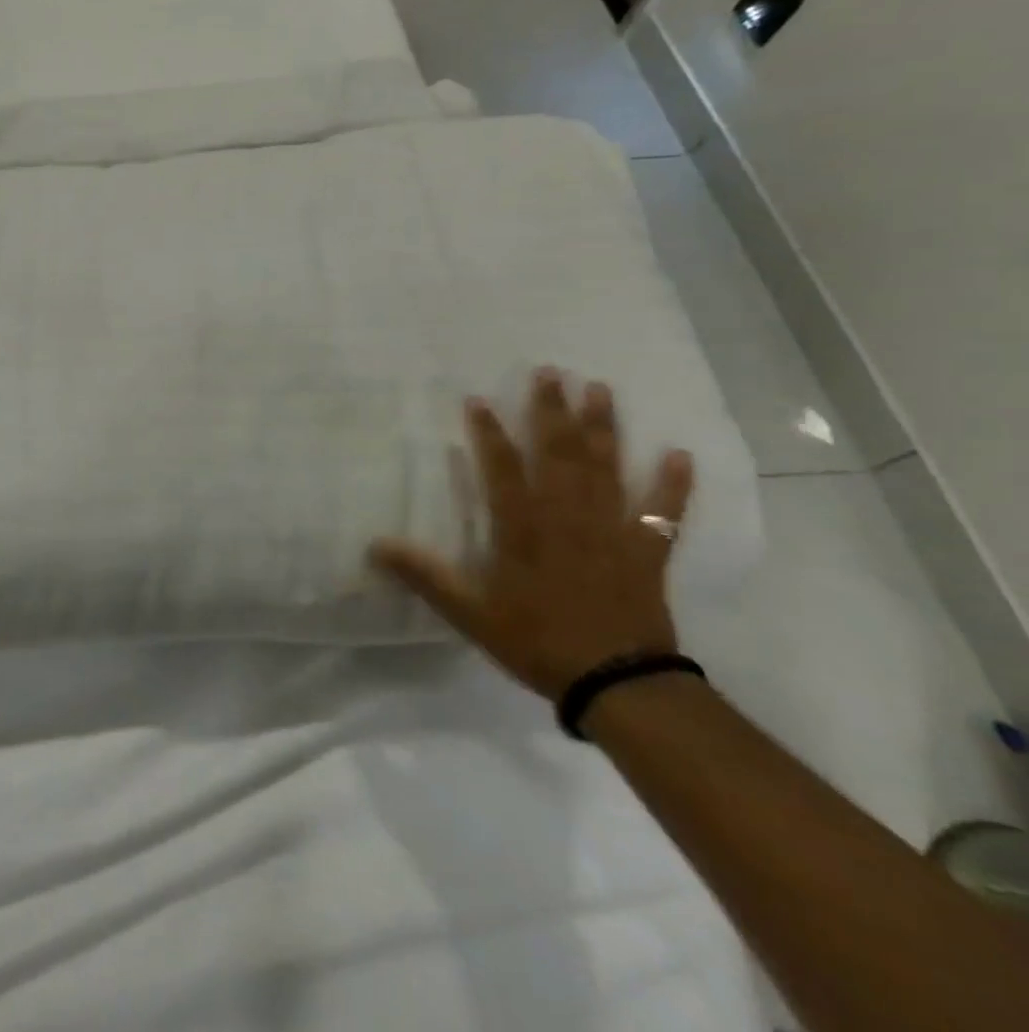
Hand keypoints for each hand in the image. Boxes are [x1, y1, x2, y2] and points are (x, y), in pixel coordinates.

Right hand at [369, 368, 693, 699]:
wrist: (619, 683)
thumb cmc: (537, 640)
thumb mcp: (469, 612)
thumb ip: (425, 575)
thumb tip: (374, 545)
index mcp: (523, 527)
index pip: (502, 467)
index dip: (489, 431)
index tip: (479, 398)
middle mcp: (568, 516)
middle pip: (559, 453)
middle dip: (552, 411)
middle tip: (550, 372)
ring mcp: (611, 530)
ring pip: (607, 468)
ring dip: (603, 428)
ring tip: (600, 390)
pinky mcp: (647, 551)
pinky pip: (663, 512)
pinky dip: (673, 485)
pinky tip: (681, 454)